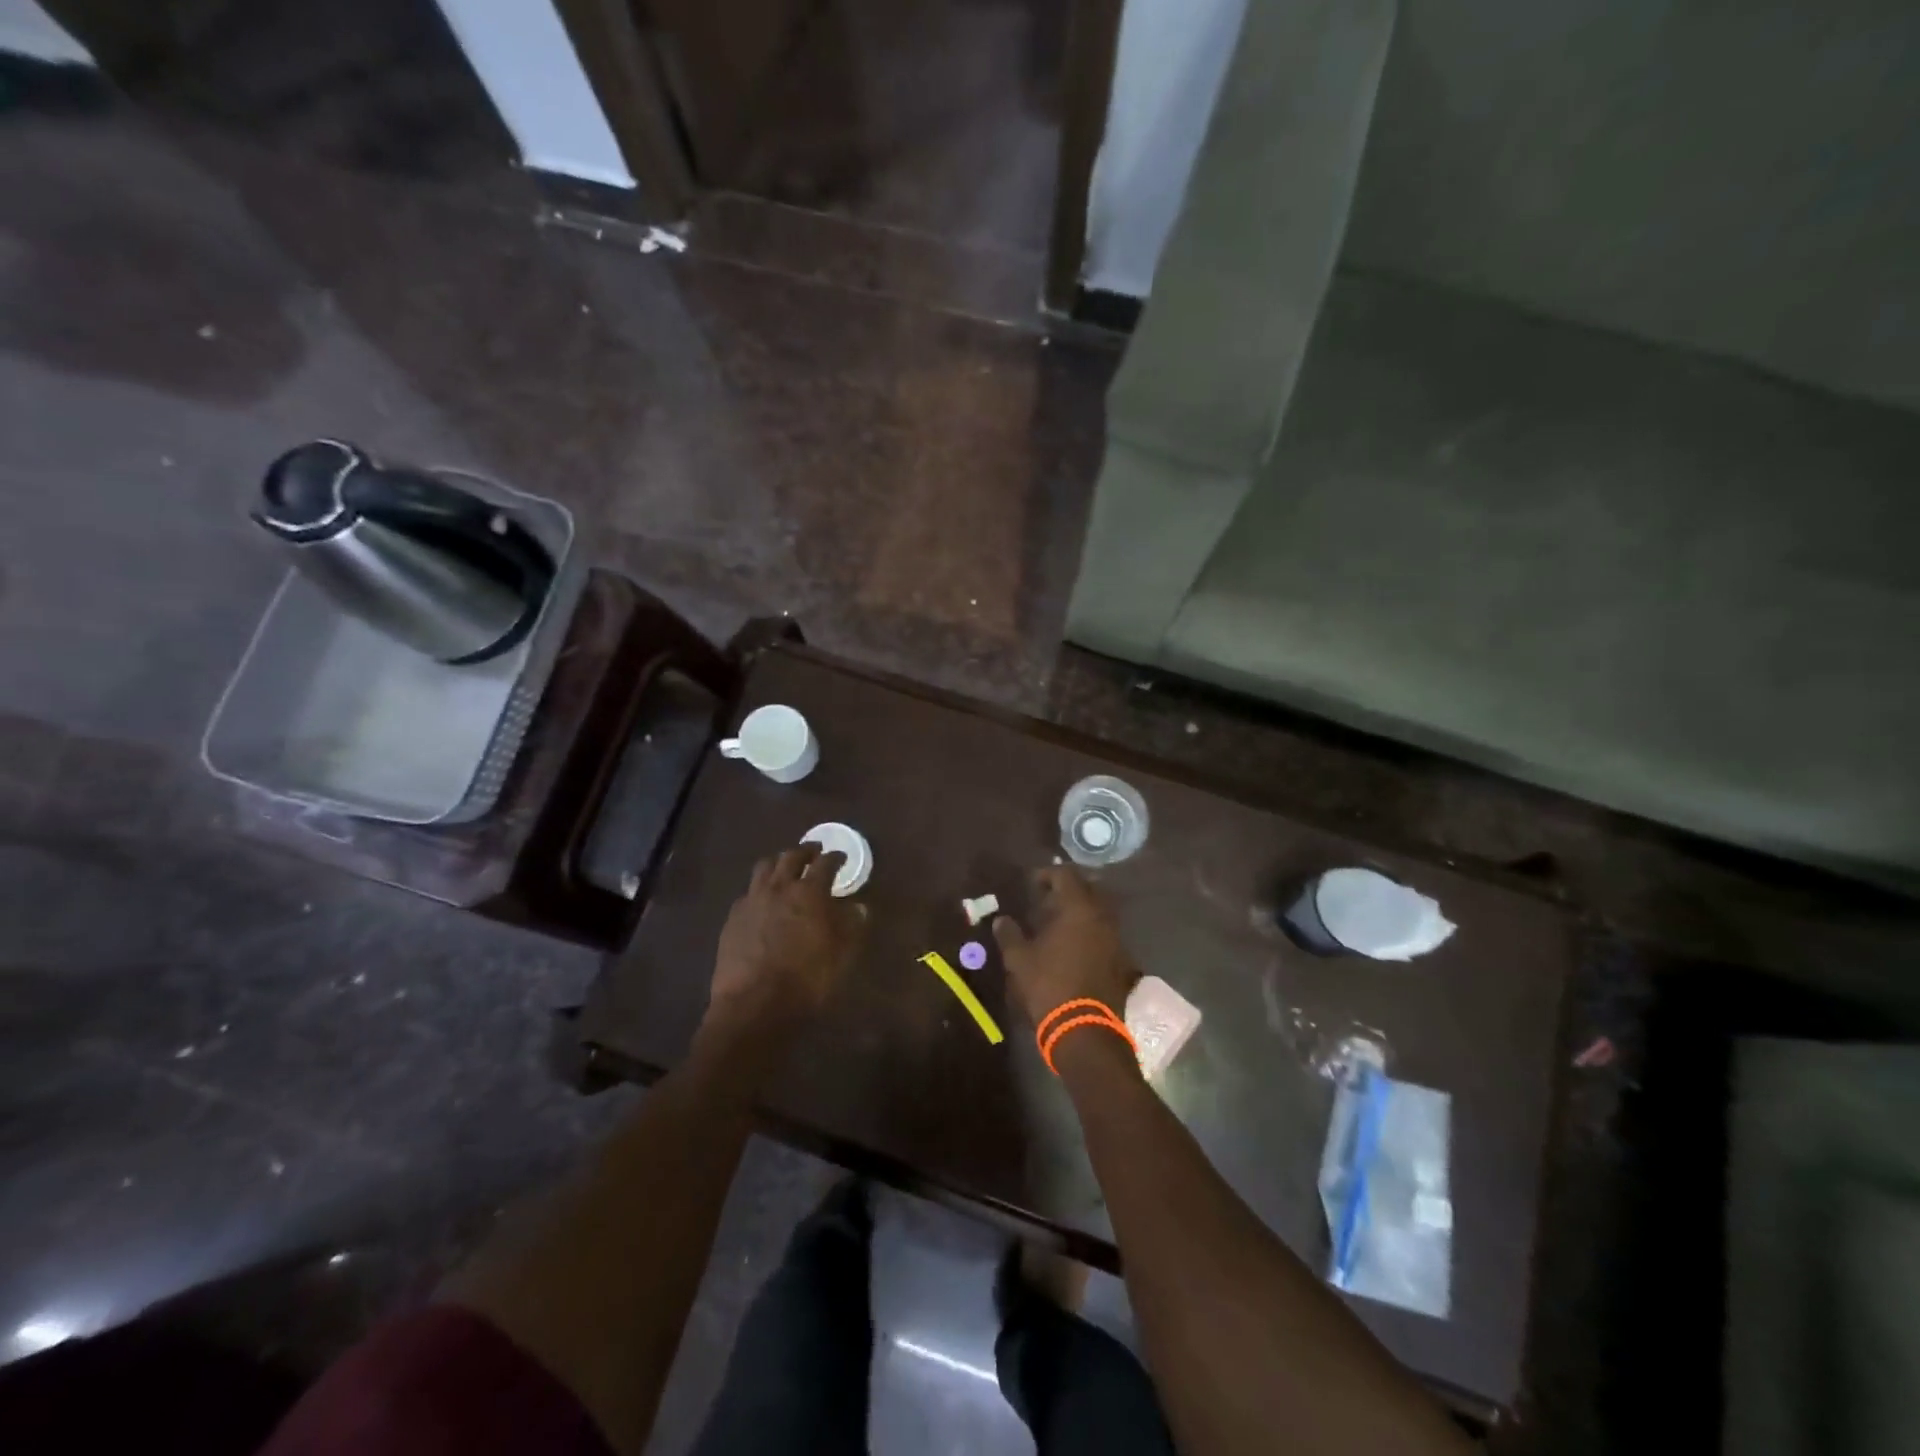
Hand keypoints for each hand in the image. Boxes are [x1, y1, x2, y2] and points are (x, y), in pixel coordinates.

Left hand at [709, 844, 865, 1030]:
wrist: (754, 1005)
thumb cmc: (806, 980)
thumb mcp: (842, 956)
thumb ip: (852, 926)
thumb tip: (859, 906)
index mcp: (809, 892)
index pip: (825, 864)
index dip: (836, 857)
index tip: (841, 857)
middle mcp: (779, 887)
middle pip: (791, 857)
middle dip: (806, 851)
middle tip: (814, 852)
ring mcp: (752, 900)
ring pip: (765, 867)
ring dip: (779, 862)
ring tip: (786, 867)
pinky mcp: (733, 917)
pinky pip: (748, 891)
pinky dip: (760, 888)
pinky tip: (762, 899)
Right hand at [992, 867, 1136, 1025]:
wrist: (1085, 1029)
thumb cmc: (1049, 985)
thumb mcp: (1020, 959)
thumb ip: (1010, 934)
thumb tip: (1001, 920)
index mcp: (1078, 909)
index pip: (1066, 876)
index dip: (1048, 874)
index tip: (1032, 884)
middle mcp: (1102, 917)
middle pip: (1088, 889)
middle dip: (1068, 890)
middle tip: (1047, 900)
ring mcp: (1116, 938)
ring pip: (1099, 911)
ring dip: (1081, 911)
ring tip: (1059, 923)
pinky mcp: (1122, 960)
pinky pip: (1105, 933)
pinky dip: (1090, 931)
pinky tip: (1074, 945)